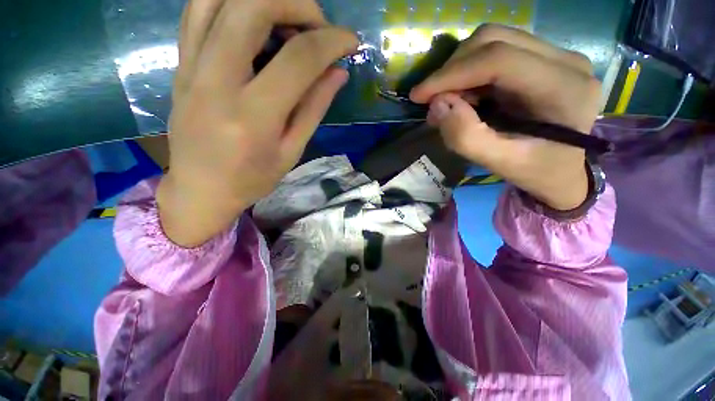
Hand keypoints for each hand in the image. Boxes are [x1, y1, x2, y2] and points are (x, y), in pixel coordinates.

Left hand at [157, 0, 357, 246]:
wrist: (200, 189)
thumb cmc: (252, 179)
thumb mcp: (292, 151)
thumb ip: (314, 108)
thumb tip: (338, 72)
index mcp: (254, 116)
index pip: (298, 59)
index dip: (331, 42)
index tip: (350, 42)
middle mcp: (216, 82)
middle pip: (252, 6)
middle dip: (297, 4)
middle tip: (317, 27)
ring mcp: (190, 68)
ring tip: (287, 20)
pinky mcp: (180, 65)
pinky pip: (198, 11)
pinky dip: (231, 2)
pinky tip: (254, 21)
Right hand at [410, 24, 601, 210]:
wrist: (563, 170)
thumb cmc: (537, 172)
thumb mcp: (500, 163)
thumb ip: (466, 138)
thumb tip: (437, 106)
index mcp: (565, 89)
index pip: (499, 59)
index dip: (451, 74)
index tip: (418, 95)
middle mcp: (566, 60)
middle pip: (494, 40)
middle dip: (452, 70)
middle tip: (435, 102)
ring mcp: (557, 54)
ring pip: (493, 40)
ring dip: (459, 70)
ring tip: (449, 101)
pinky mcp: (544, 58)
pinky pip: (497, 51)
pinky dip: (470, 72)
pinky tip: (465, 96)